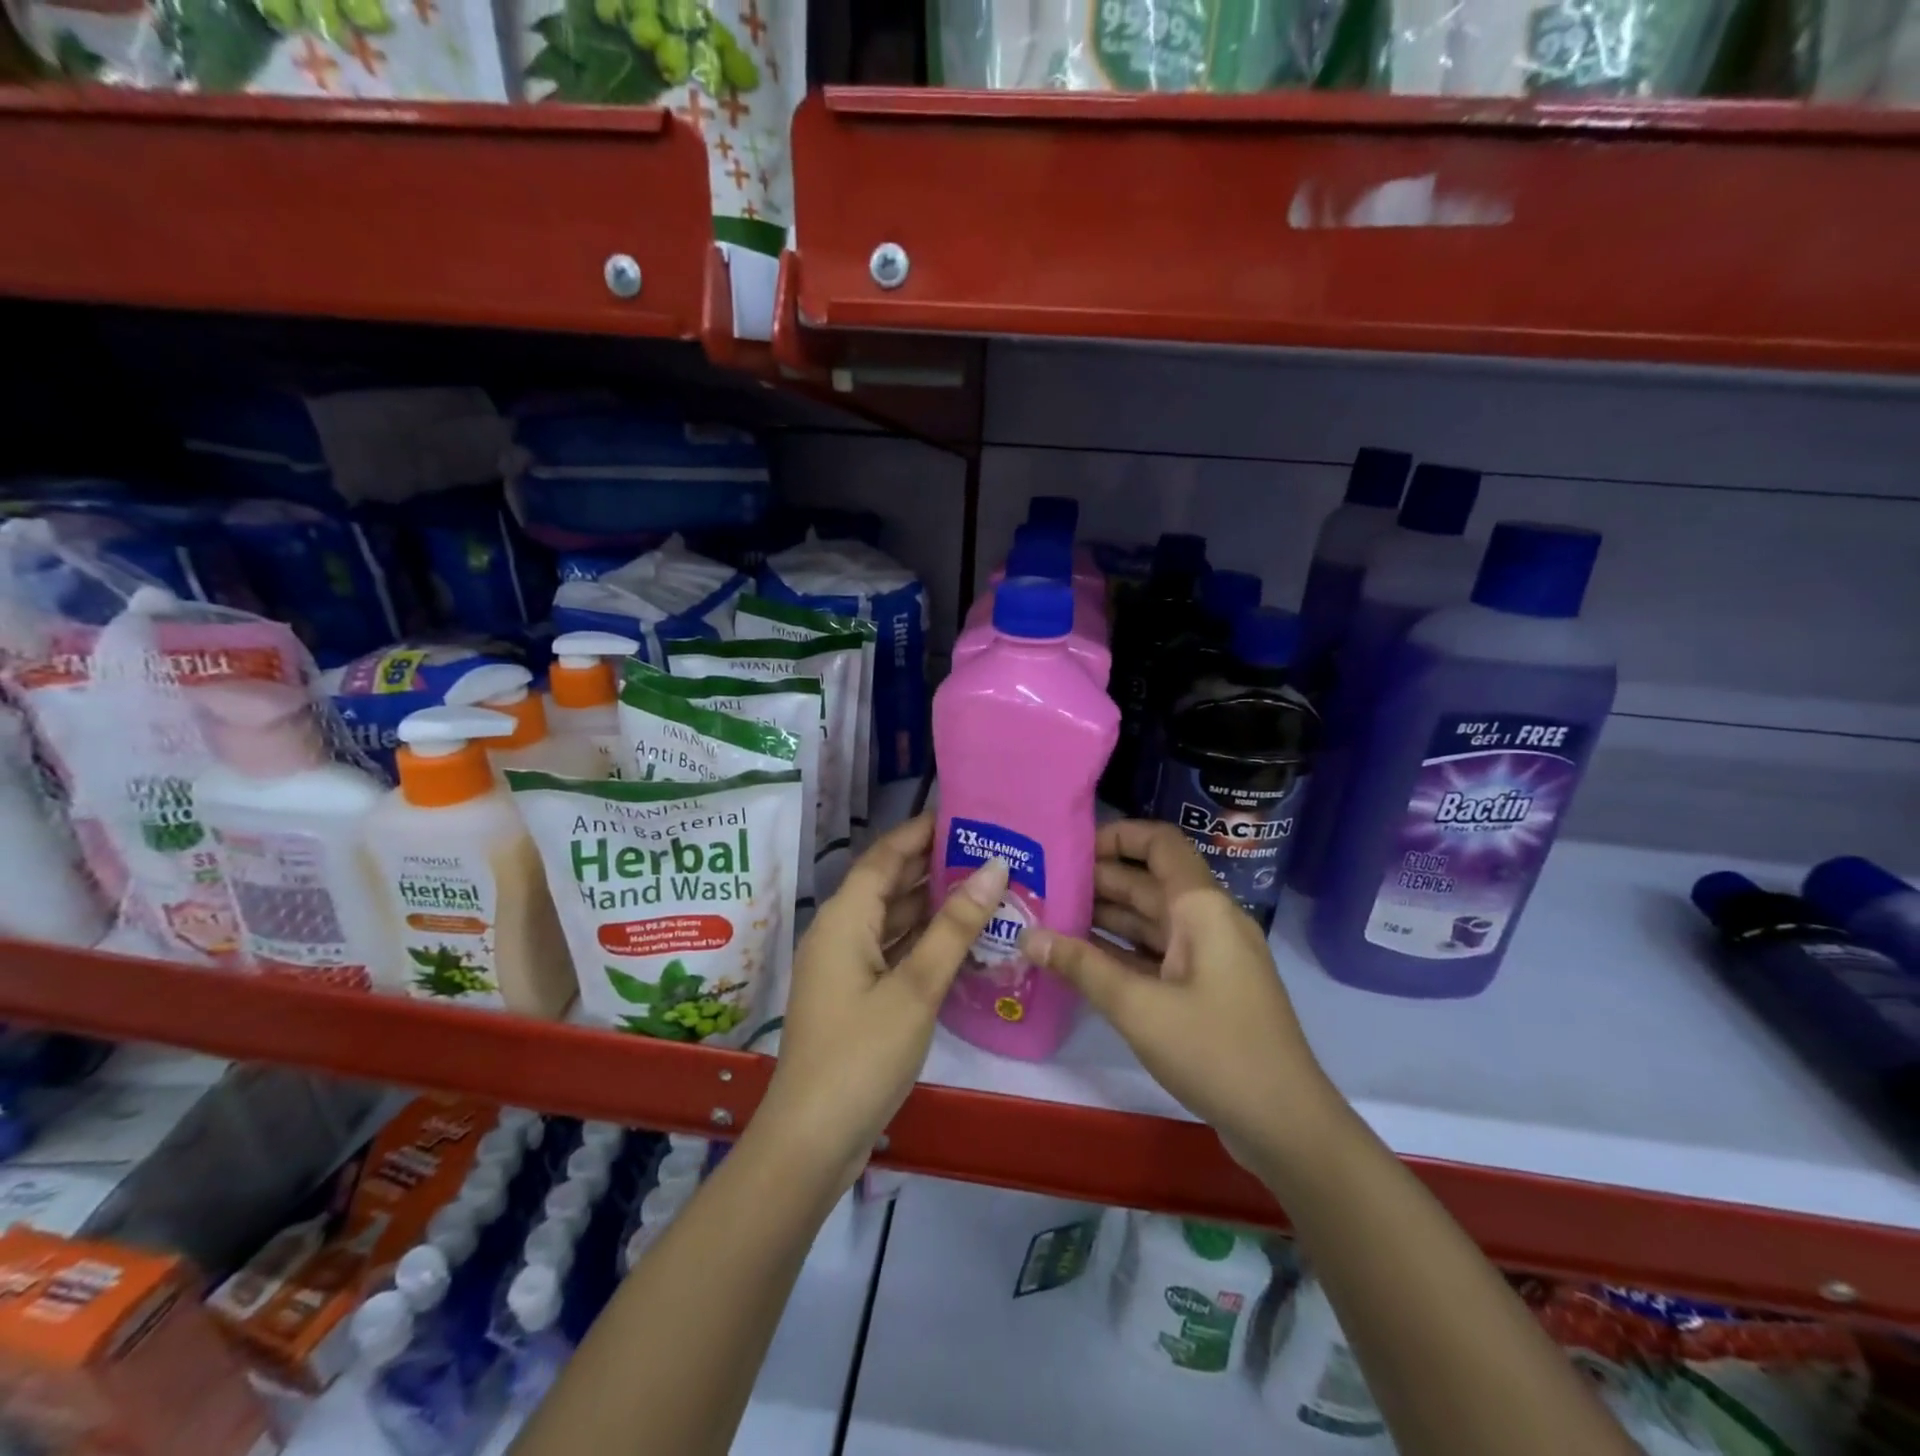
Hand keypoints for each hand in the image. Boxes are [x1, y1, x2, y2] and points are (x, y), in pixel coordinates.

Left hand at [757, 813, 1006, 1187]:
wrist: (812, 1141)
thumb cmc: (861, 1055)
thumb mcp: (916, 988)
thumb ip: (955, 927)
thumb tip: (993, 869)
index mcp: (845, 919)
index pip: (885, 856)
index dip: (920, 831)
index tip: (964, 814)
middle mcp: (841, 933)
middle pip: (889, 884)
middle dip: (934, 865)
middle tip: (988, 848)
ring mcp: (847, 966)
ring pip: (894, 919)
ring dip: (934, 903)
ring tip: (986, 885)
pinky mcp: (857, 995)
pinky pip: (894, 950)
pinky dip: (925, 939)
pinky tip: (964, 937)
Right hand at [1019, 820, 1340, 1173]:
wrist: (1287, 1126)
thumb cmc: (1216, 1052)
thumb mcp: (1140, 1008)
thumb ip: (1082, 967)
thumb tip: (1028, 935)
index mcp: (1201, 908)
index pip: (1160, 843)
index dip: (1117, 836)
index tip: (1070, 848)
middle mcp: (1207, 921)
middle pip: (1148, 882)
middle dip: (1097, 881)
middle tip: (1042, 887)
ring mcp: (1209, 957)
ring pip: (1150, 921)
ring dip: (1105, 917)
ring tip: (1049, 918)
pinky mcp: (1206, 989)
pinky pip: (1157, 954)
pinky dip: (1121, 952)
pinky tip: (1080, 959)